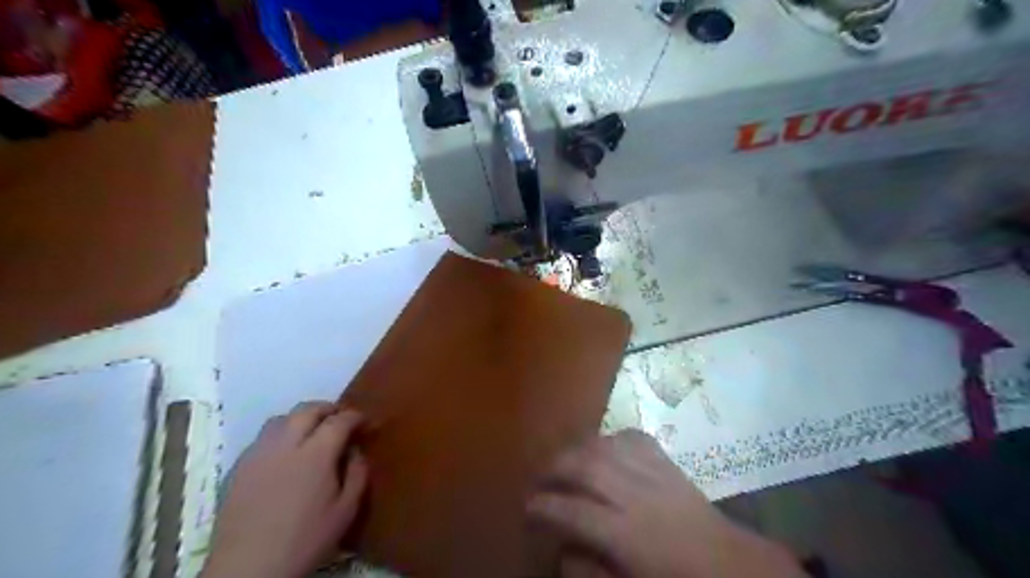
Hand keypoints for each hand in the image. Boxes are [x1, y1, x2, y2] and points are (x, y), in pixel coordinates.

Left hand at [201, 402, 370, 577]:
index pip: (339, 420)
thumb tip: (356, 450)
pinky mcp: (238, 467)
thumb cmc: (305, 540)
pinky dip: (280, 434)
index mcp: (315, 454)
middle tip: (340, 418)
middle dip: (328, 408)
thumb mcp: (346, 511)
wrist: (247, 570)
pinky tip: (285, 453)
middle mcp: (285, 444)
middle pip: (307, 410)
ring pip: (281, 419)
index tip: (364, 421)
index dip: (355, 416)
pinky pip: (262, 438)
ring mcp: (258, 454)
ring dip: (301, 418)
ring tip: (311, 431)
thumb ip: (357, 473)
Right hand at [531, 430, 804, 577]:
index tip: (528, 507)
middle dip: (555, 467)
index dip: (545, 506)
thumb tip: (562, 546)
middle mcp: (636, 496)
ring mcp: (653, 473)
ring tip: (563, 460)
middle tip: (540, 478)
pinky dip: (611, 438)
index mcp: (626, 535)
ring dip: (577, 449)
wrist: (728, 564)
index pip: (574, 512)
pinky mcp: (667, 462)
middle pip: (586, 467)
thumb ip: (591, 569)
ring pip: (605, 446)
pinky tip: (603, 447)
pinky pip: (632, 437)